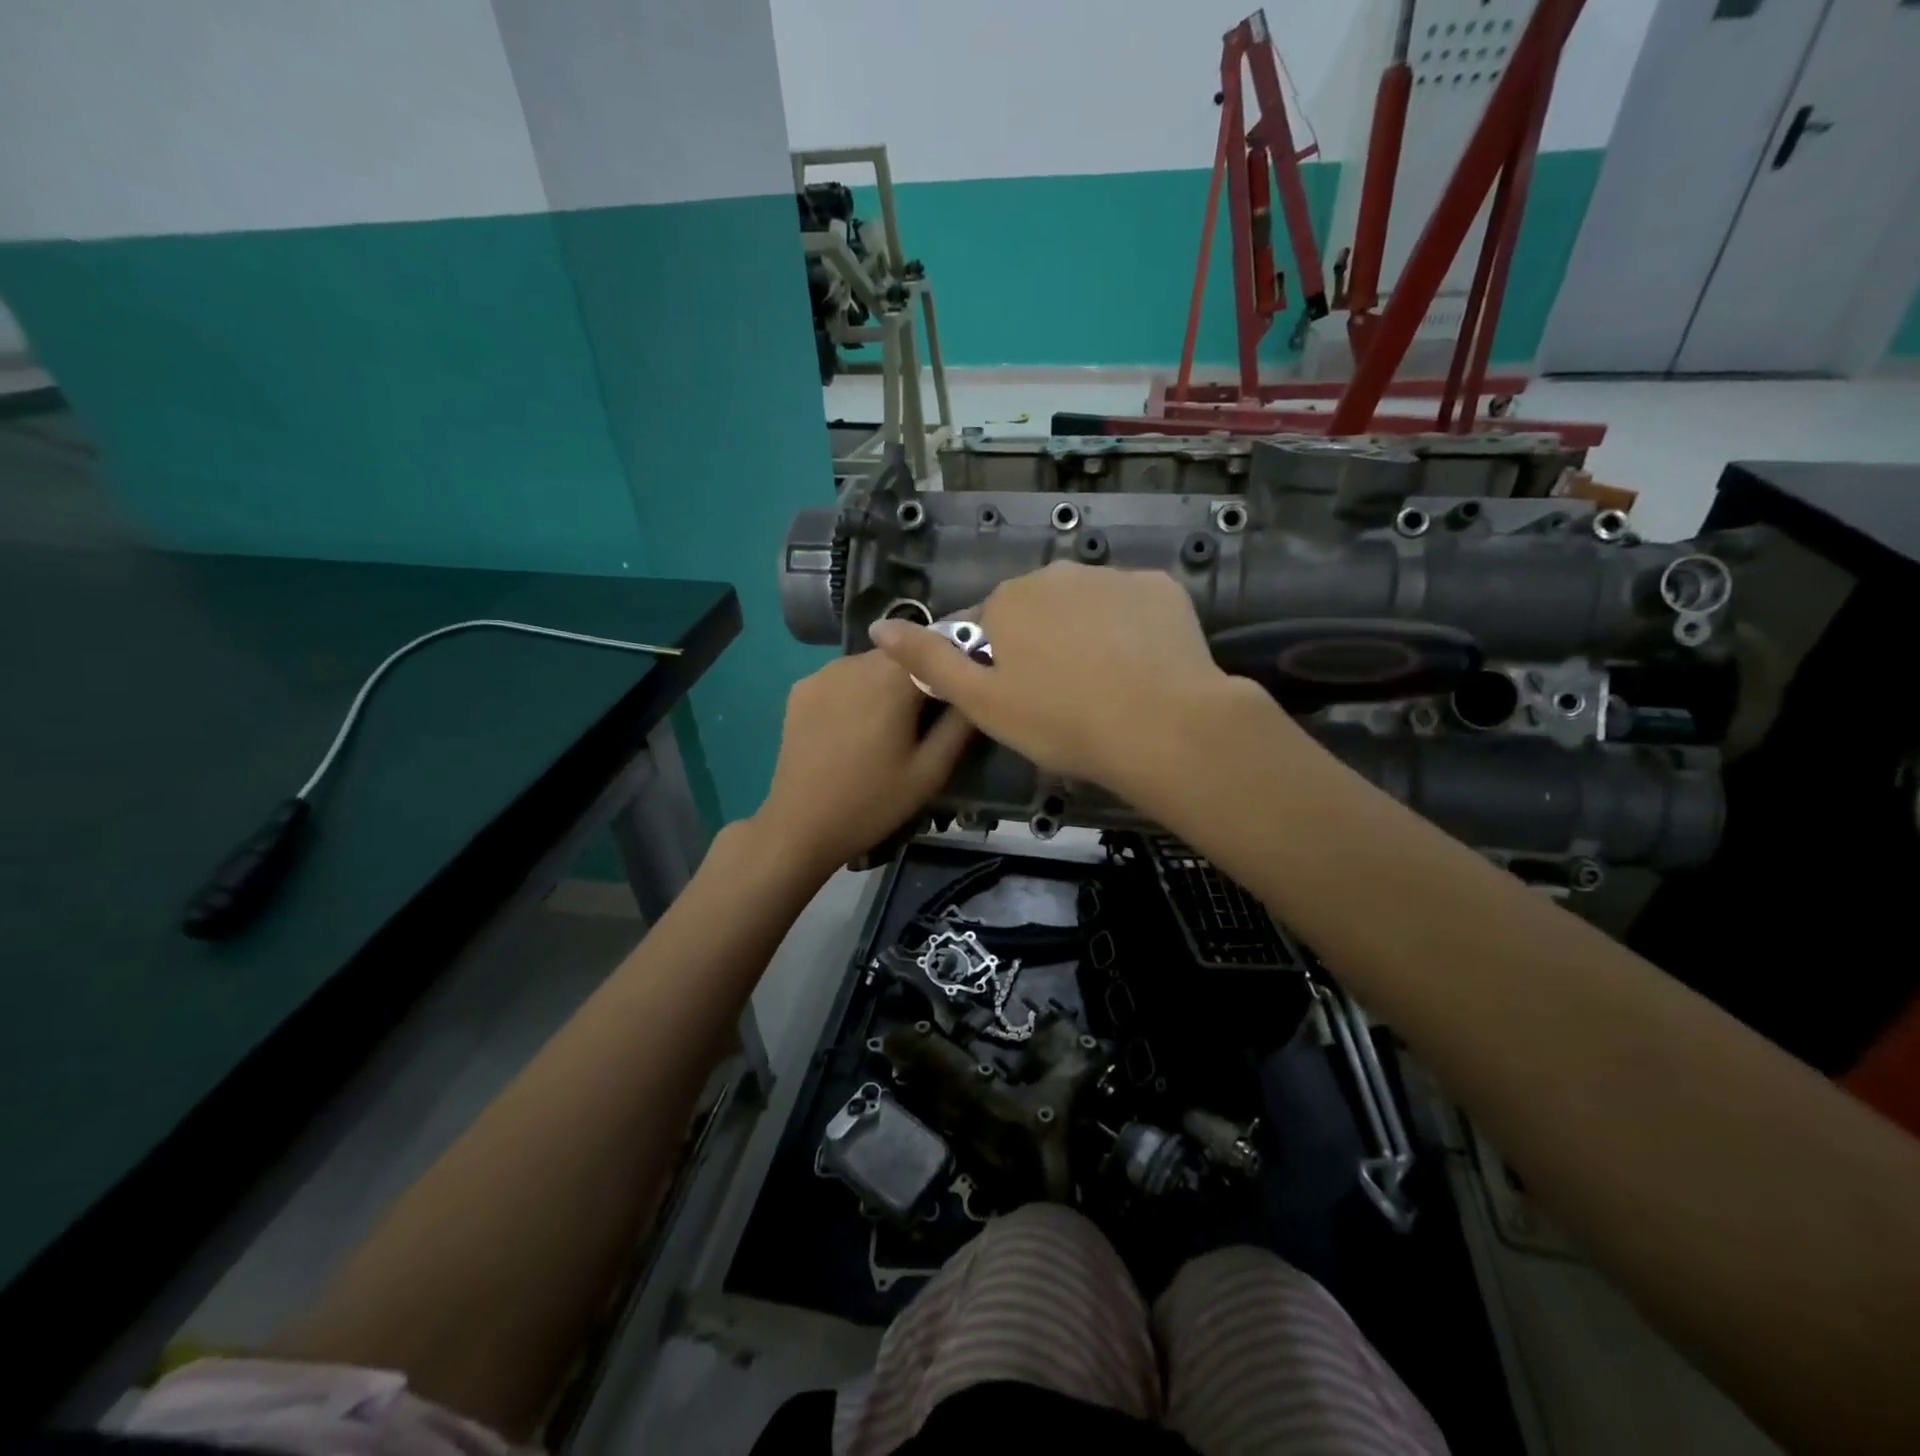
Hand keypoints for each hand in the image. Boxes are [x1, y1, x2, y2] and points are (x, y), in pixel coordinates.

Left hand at [751, 650, 973, 876]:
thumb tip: (975, 687)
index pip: (937, 645)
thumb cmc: (873, 801)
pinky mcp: (802, 688)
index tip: (963, 687)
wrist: (800, 826)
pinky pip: (843, 677)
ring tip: (892, 723)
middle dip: (920, 674)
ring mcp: (824, 672)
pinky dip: (857, 691)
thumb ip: (960, 724)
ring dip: (888, 682)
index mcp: (893, 678)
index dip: (953, 662)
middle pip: (903, 653)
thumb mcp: (931, 771)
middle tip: (929, 714)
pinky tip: (856, 726)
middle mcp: (856, 661)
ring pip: (872, 663)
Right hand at [866, 562, 1266, 795]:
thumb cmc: (1060, 721)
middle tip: (1063, 697)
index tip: (1021, 700)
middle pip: (1039, 610)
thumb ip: (929, 662)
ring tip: (1107, 685)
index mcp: (1009, 601)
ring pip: (1087, 605)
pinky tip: (1142, 667)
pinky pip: (1133, 607)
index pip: (990, 626)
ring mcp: (1114, 576)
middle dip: (1043, 643)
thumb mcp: (982, 703)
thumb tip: (879, 627)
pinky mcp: (1161, 588)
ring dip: (1087, 634)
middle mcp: (1057, 574)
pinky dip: (1132, 630)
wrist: (1161, 725)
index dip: (1000, 664)